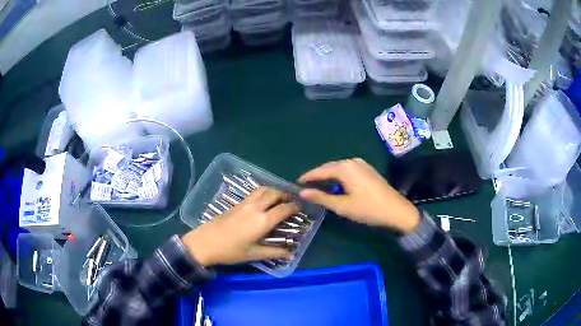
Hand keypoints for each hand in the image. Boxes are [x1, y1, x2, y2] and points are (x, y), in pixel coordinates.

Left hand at [181, 187, 298, 267]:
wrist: (204, 243)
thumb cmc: (230, 251)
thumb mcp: (254, 254)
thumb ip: (274, 252)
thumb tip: (291, 254)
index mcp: (263, 220)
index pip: (284, 208)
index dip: (295, 207)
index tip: (302, 208)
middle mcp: (256, 207)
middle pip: (275, 193)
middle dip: (286, 195)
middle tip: (292, 202)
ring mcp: (245, 203)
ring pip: (264, 189)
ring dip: (274, 191)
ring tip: (279, 199)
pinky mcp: (236, 204)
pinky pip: (254, 193)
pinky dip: (264, 192)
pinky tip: (263, 202)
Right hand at [298, 158, 419, 232]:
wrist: (396, 210)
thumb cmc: (368, 209)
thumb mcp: (342, 206)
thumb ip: (321, 197)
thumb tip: (302, 192)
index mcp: (345, 168)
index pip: (320, 171)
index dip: (308, 177)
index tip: (296, 183)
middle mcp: (352, 161)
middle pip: (330, 167)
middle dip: (317, 176)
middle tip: (306, 186)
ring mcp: (362, 164)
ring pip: (339, 168)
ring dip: (328, 177)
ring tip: (319, 187)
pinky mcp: (368, 170)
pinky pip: (348, 170)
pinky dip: (339, 177)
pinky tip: (336, 186)